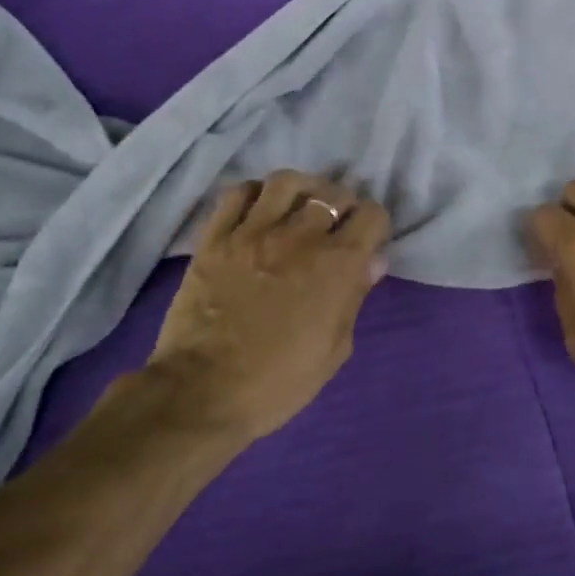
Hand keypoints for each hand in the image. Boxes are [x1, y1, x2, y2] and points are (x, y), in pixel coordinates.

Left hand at [149, 171, 389, 441]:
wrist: (202, 393)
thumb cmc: (278, 382)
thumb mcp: (335, 349)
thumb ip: (355, 297)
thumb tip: (372, 261)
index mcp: (337, 265)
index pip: (371, 215)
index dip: (373, 225)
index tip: (365, 241)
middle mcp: (300, 236)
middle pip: (332, 193)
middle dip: (341, 205)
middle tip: (333, 224)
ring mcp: (252, 232)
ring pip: (286, 182)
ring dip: (301, 189)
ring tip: (298, 207)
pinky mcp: (215, 236)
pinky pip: (238, 194)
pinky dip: (254, 194)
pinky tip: (258, 211)